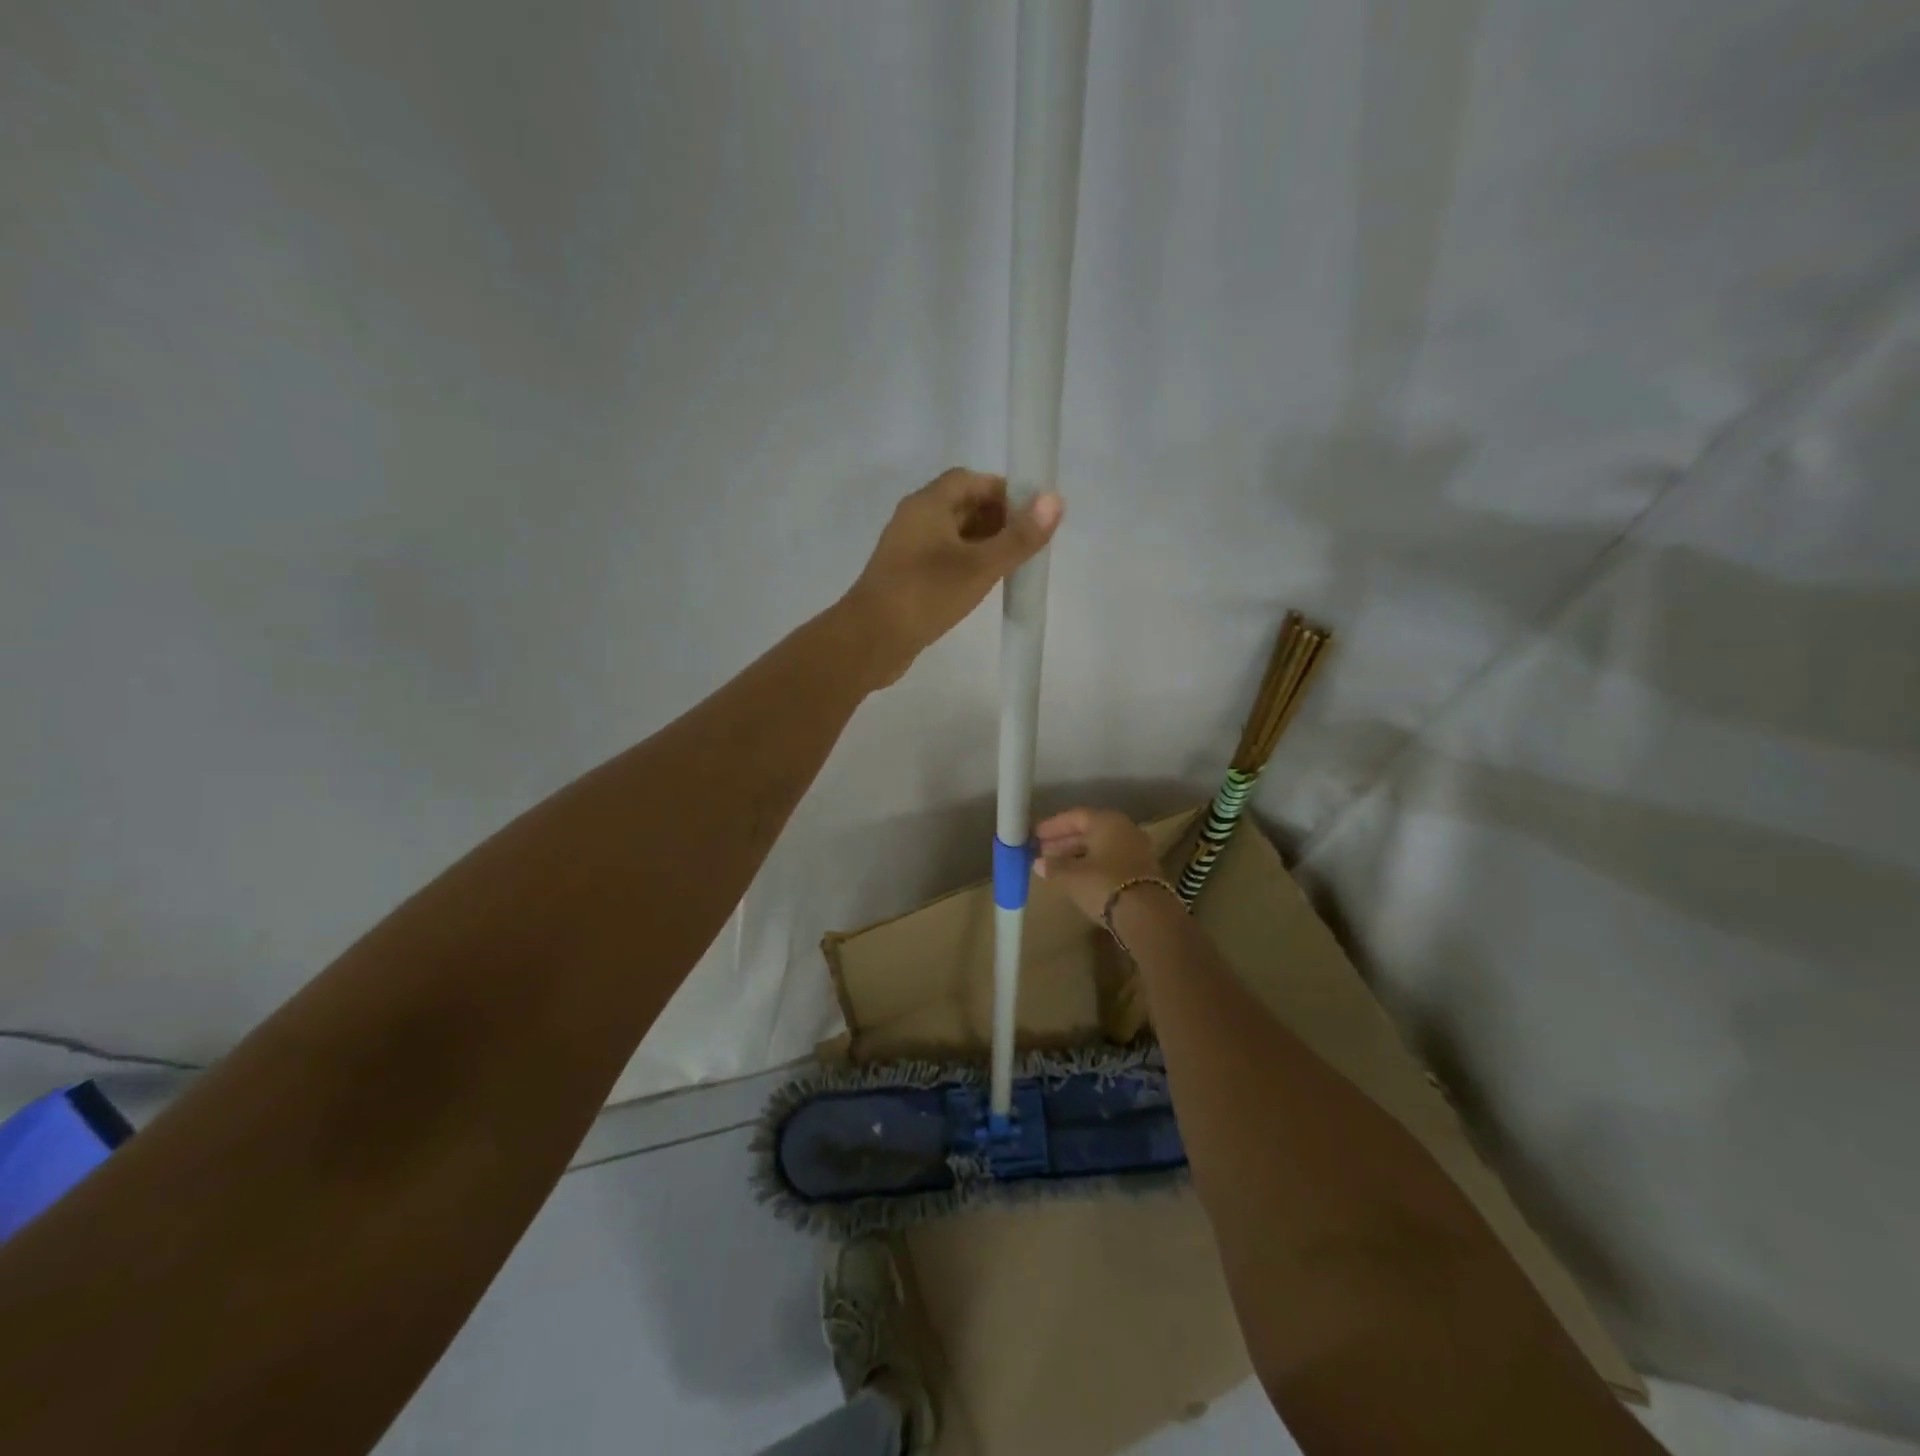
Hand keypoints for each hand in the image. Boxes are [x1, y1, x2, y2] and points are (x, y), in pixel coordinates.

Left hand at [843, 469, 1062, 685]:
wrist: (870, 639)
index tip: (1032, 514)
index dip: (1003, 491)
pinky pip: (942, 558)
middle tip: (1027, 542)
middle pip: (961, 505)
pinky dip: (966, 563)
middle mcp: (914, 519)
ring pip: (952, 534)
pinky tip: (983, 585)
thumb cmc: (926, 594)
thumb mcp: (980, 566)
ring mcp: (907, 549)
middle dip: (997, 518)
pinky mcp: (905, 577)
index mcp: (927, 504)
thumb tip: (1055, 500)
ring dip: (982, 543)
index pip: (970, 479)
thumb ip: (1019, 536)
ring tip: (1012, 564)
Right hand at [1033, 808, 1167, 921]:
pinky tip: (1077, 877)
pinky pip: (1110, 861)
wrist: (1147, 915)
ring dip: (1077, 855)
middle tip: (1041, 852)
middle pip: (1089, 831)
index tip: (1034, 836)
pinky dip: (1092, 865)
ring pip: (1100, 847)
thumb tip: (1038, 863)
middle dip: (1063, 842)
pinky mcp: (1142, 871)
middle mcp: (1125, 829)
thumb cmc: (1104, 884)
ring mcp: (1137, 850)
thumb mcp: (1071, 876)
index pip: (1075, 816)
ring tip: (1055, 866)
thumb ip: (1053, 866)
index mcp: (1107, 821)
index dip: (1053, 826)